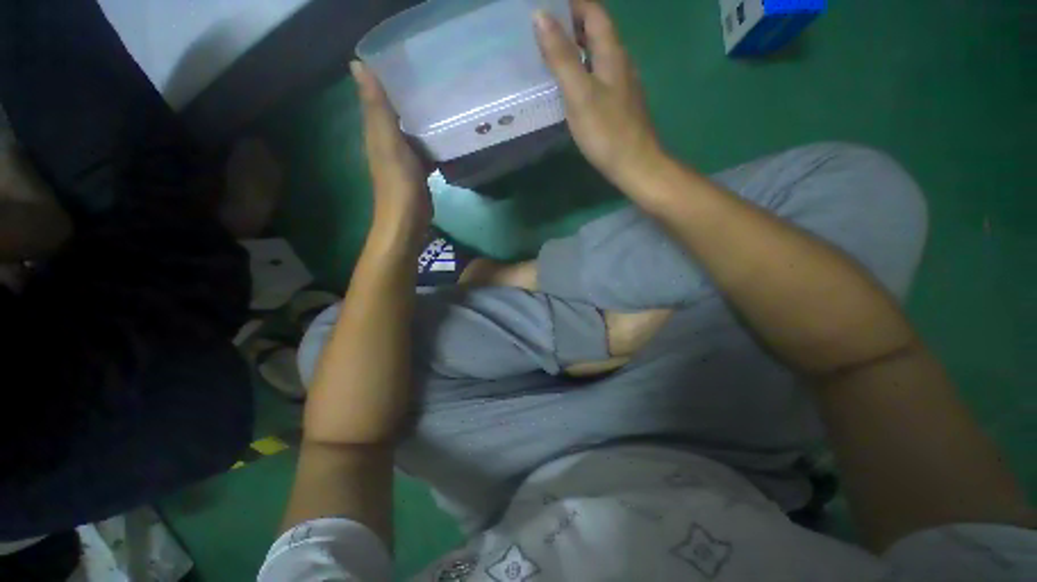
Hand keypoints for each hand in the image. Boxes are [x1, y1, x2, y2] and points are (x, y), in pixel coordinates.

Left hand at [351, 60, 430, 247]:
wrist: (408, 219)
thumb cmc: (398, 182)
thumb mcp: (388, 141)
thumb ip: (377, 107)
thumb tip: (357, 64)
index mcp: (377, 131)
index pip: (378, 95)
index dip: (387, 75)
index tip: (407, 58)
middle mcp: (388, 141)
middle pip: (397, 111)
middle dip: (410, 94)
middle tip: (433, 76)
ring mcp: (404, 157)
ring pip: (412, 130)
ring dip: (423, 117)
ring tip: (444, 100)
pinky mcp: (418, 170)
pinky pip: (424, 148)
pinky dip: (432, 140)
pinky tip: (446, 134)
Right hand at [534, 1, 664, 190]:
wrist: (635, 165)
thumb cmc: (606, 131)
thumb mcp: (579, 93)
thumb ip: (561, 57)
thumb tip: (540, 16)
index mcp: (612, 54)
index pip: (594, 12)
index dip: (573, 3)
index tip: (548, 5)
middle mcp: (621, 62)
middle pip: (598, 31)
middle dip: (572, 23)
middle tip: (543, 29)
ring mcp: (622, 85)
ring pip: (599, 55)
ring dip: (577, 48)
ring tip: (552, 54)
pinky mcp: (620, 104)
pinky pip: (599, 76)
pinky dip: (583, 70)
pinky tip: (571, 85)